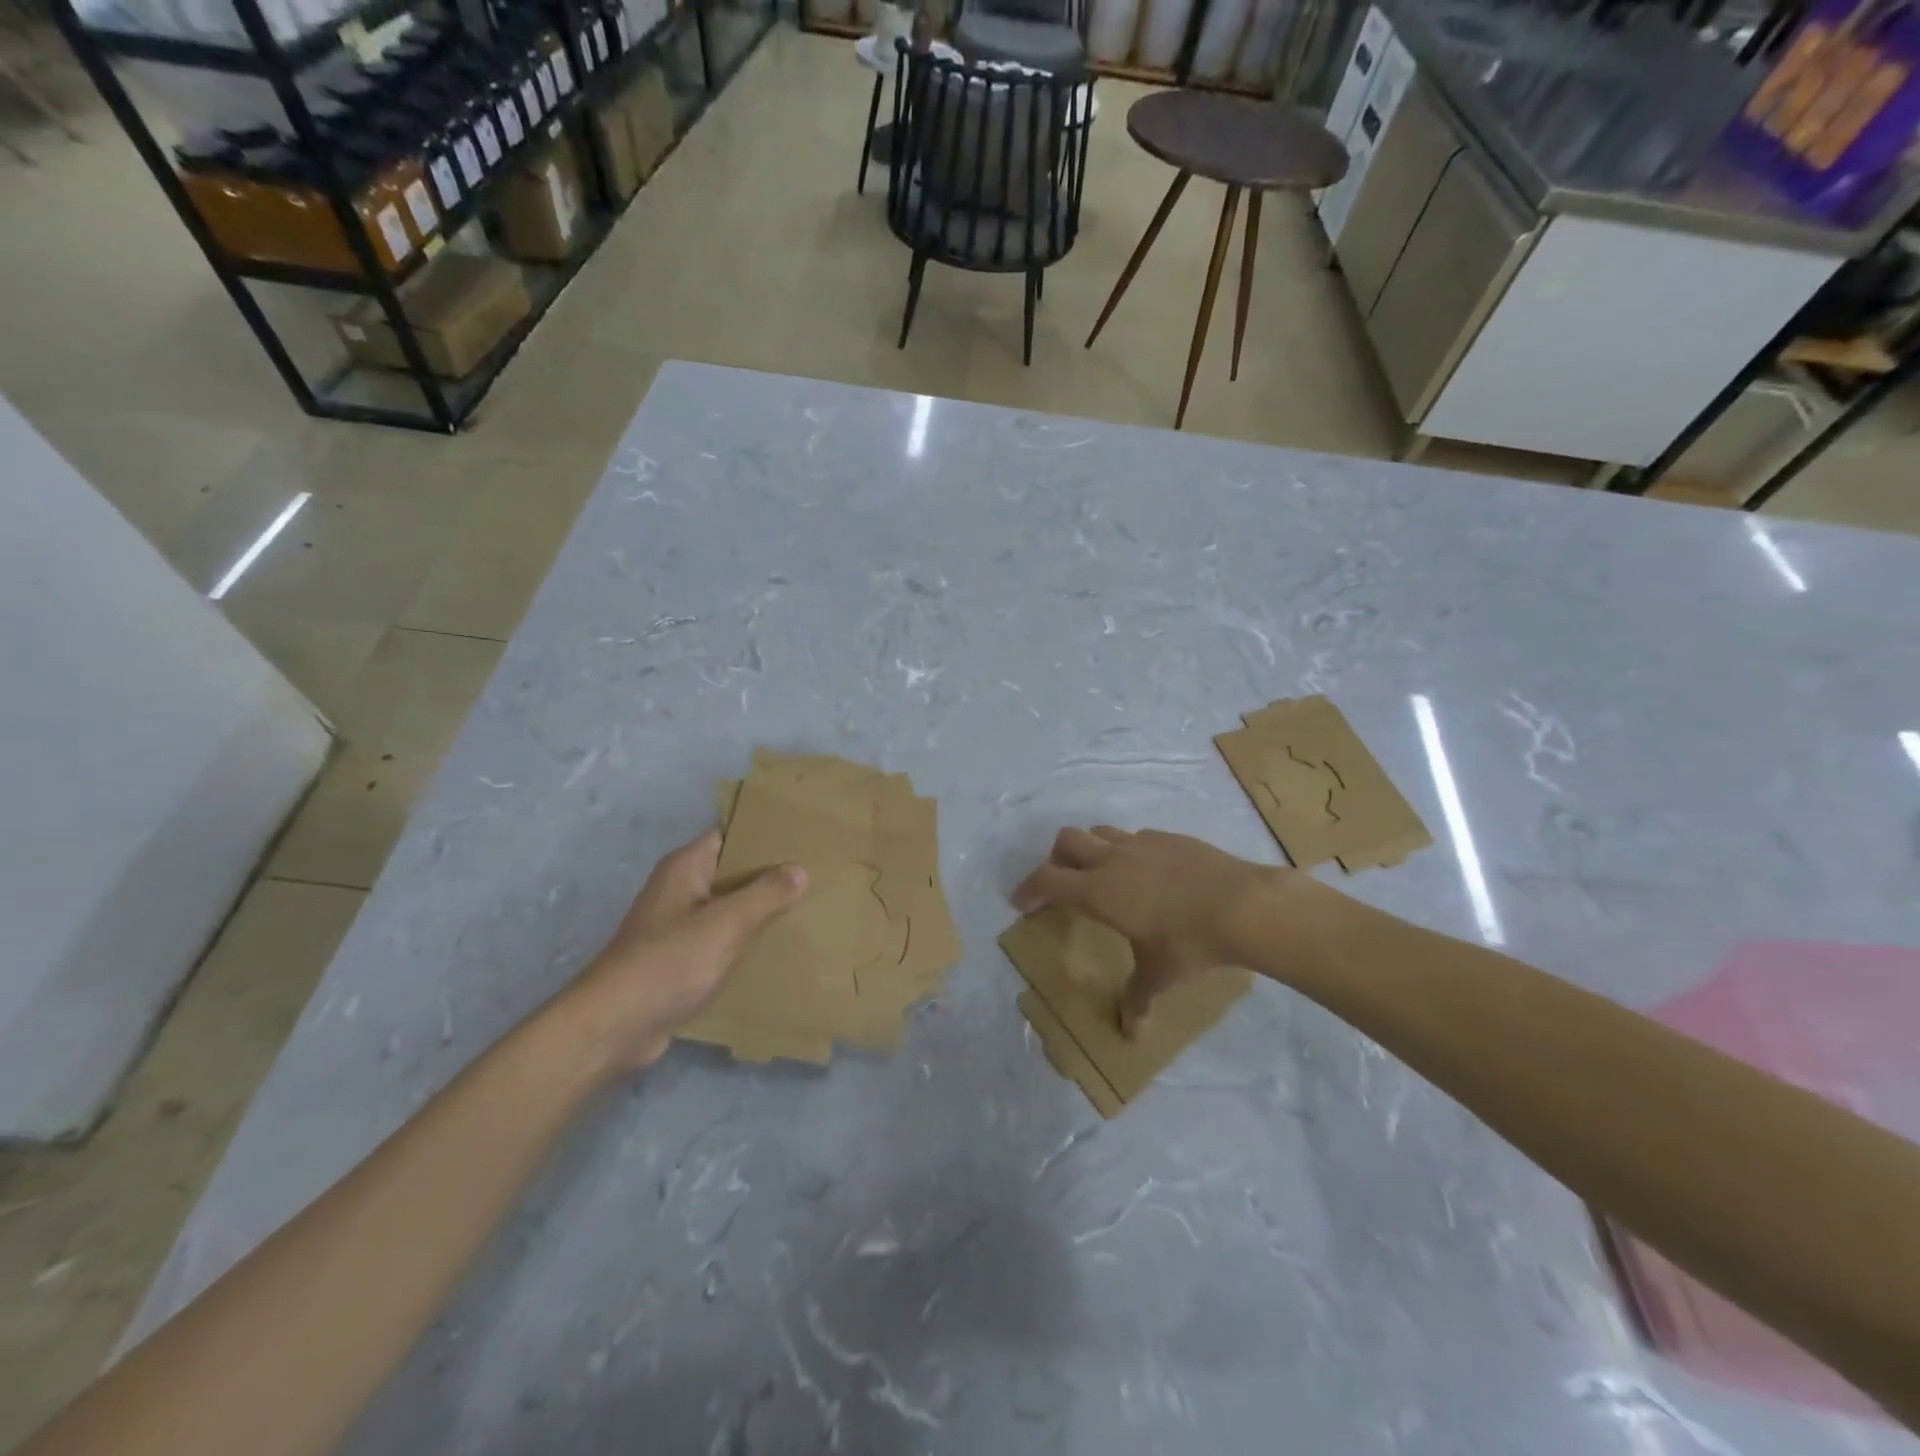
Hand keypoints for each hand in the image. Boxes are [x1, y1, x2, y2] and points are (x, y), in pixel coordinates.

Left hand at [559, 830, 806, 1074]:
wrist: (614, 1027)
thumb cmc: (669, 962)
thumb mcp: (725, 924)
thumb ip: (765, 894)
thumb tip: (799, 870)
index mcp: (685, 867)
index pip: (730, 834)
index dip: (764, 833)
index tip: (803, 836)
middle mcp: (680, 889)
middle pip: (732, 872)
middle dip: (770, 874)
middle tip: (817, 872)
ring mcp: (678, 926)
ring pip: (729, 908)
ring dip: (760, 910)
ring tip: (808, 908)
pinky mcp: (680, 960)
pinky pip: (722, 940)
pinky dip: (746, 941)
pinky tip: (778, 948)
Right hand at [1013, 827, 1290, 1036]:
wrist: (1242, 905)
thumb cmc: (1189, 943)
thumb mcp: (1159, 976)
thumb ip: (1137, 1000)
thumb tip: (1130, 1036)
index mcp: (1098, 891)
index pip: (1047, 880)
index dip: (1028, 889)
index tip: (1020, 901)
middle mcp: (1113, 860)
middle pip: (1066, 840)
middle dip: (1056, 859)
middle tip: (1062, 884)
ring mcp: (1142, 843)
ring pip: (1100, 832)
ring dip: (1090, 849)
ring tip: (1102, 874)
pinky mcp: (1170, 838)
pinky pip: (1136, 837)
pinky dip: (1128, 851)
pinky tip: (1148, 874)